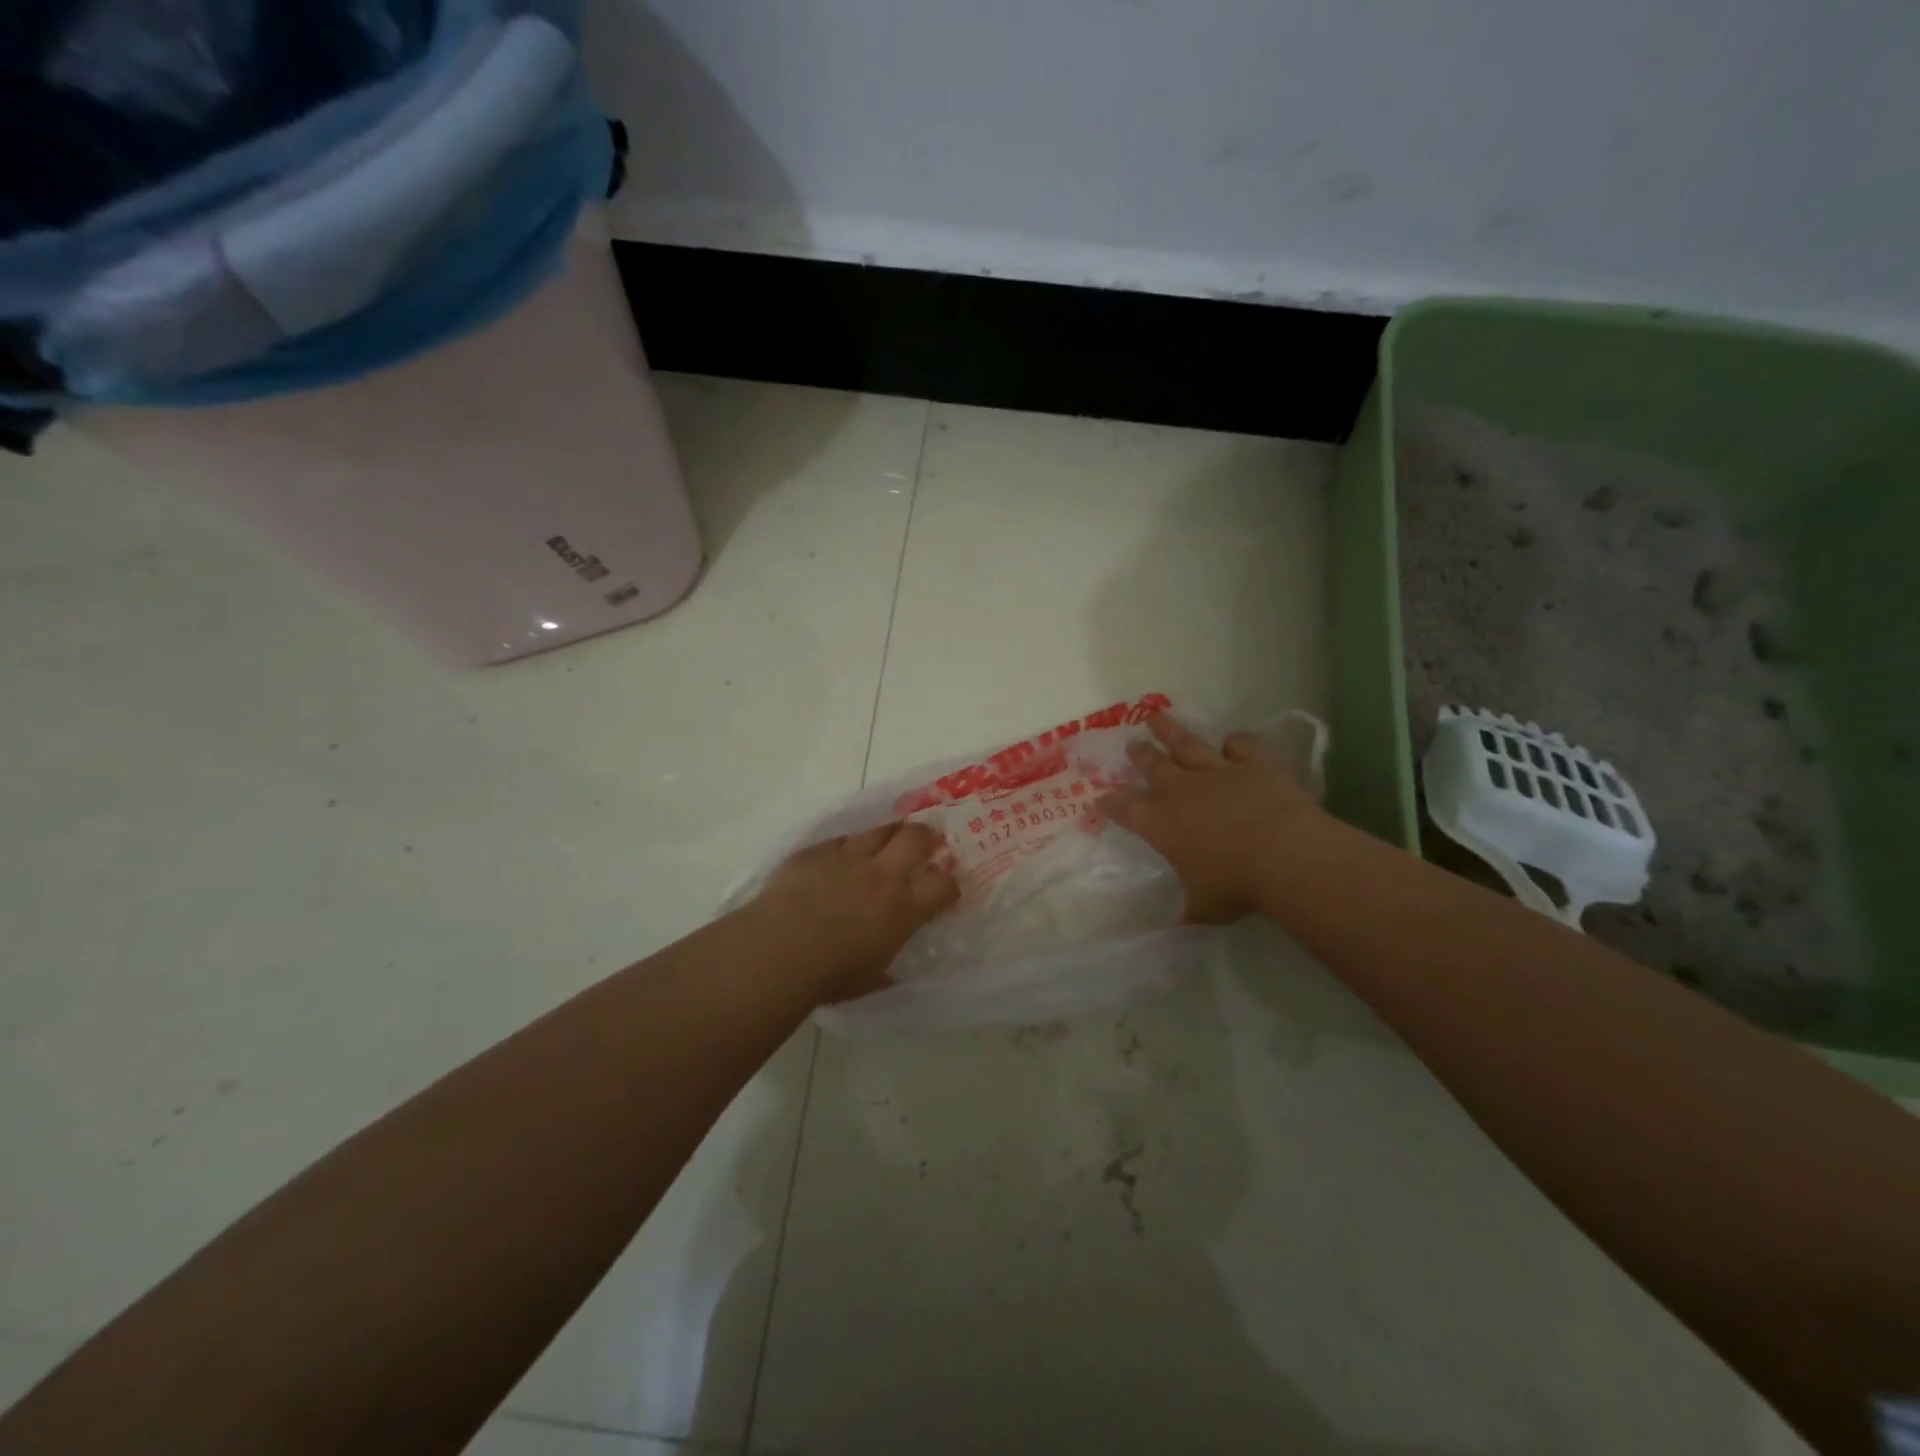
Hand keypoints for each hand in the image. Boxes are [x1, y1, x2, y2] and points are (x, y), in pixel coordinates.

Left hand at [745, 822, 959, 1002]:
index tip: (947, 890)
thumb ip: (886, 968)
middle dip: (927, 836)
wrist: (780, 949)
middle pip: (916, 838)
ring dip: (888, 833)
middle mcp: (881, 874)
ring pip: (878, 829)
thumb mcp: (870, 980)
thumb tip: (890, 974)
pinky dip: (846, 846)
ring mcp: (848, 857)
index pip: (943, 885)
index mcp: (903, 908)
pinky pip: (839, 839)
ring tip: (887, 839)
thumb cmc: (830, 974)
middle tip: (927, 842)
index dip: (950, 884)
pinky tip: (840, 857)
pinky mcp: (816, 851)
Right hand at [1099, 713, 1328, 923]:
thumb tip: (1170, 931)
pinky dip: (1234, 742)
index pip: (1125, 809)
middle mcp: (1181, 791)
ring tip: (1156, 716)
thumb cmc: (1235, 886)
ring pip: (1186, 744)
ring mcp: (1217, 772)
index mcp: (1160, 824)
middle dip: (1139, 755)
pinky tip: (1231, 742)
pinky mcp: (1253, 764)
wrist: (1284, 855)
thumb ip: (1186, 912)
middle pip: (1153, 766)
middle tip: (1131, 744)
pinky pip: (1240, 746)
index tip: (1100, 798)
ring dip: (1170, 731)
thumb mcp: (1203, 908)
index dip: (1111, 804)